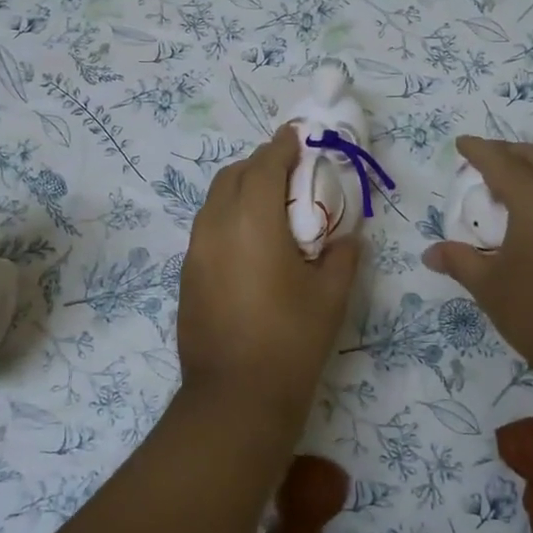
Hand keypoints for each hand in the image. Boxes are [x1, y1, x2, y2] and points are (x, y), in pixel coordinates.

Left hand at [177, 127, 360, 427]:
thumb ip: (342, 256)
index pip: (264, 165)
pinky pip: (206, 228)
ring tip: (269, 204)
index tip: (297, 136)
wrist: (235, 397)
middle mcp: (216, 227)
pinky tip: (249, 241)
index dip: (282, 146)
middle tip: (288, 172)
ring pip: (213, 201)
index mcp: (252, 222)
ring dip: (239, 189)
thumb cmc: (291, 341)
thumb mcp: (330, 296)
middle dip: (259, 164)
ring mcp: (195, 252)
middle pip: (232, 176)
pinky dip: (227, 216)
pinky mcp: (187, 276)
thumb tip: (346, 237)